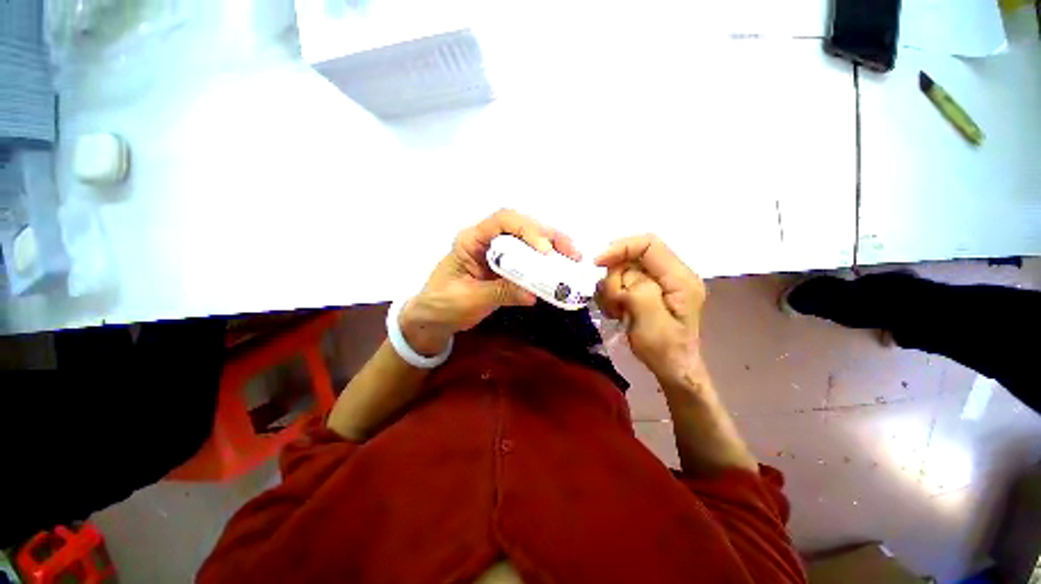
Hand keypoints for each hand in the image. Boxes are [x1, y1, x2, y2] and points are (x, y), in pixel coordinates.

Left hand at [400, 209, 580, 355]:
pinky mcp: (504, 267)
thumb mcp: (469, 299)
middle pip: (522, 227)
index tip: (545, 252)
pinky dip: (544, 264)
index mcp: (471, 240)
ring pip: (528, 241)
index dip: (527, 230)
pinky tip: (559, 270)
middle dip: (549, 237)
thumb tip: (533, 294)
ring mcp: (497, 253)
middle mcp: (487, 240)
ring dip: (552, 248)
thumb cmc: (443, 305)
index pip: (503, 221)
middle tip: (572, 253)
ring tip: (573, 259)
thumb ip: (500, 293)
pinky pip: (527, 260)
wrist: (434, 317)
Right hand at [595, 235, 705, 381]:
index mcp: (680, 278)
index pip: (649, 244)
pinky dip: (614, 295)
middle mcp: (672, 275)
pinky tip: (618, 312)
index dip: (621, 248)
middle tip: (615, 305)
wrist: (672, 369)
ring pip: (624, 270)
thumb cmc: (665, 350)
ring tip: (618, 312)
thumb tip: (623, 274)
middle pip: (632, 258)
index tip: (597, 263)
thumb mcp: (652, 323)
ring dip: (613, 289)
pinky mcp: (649, 290)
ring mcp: (660, 283)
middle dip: (616, 279)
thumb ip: (639, 291)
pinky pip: (623, 281)